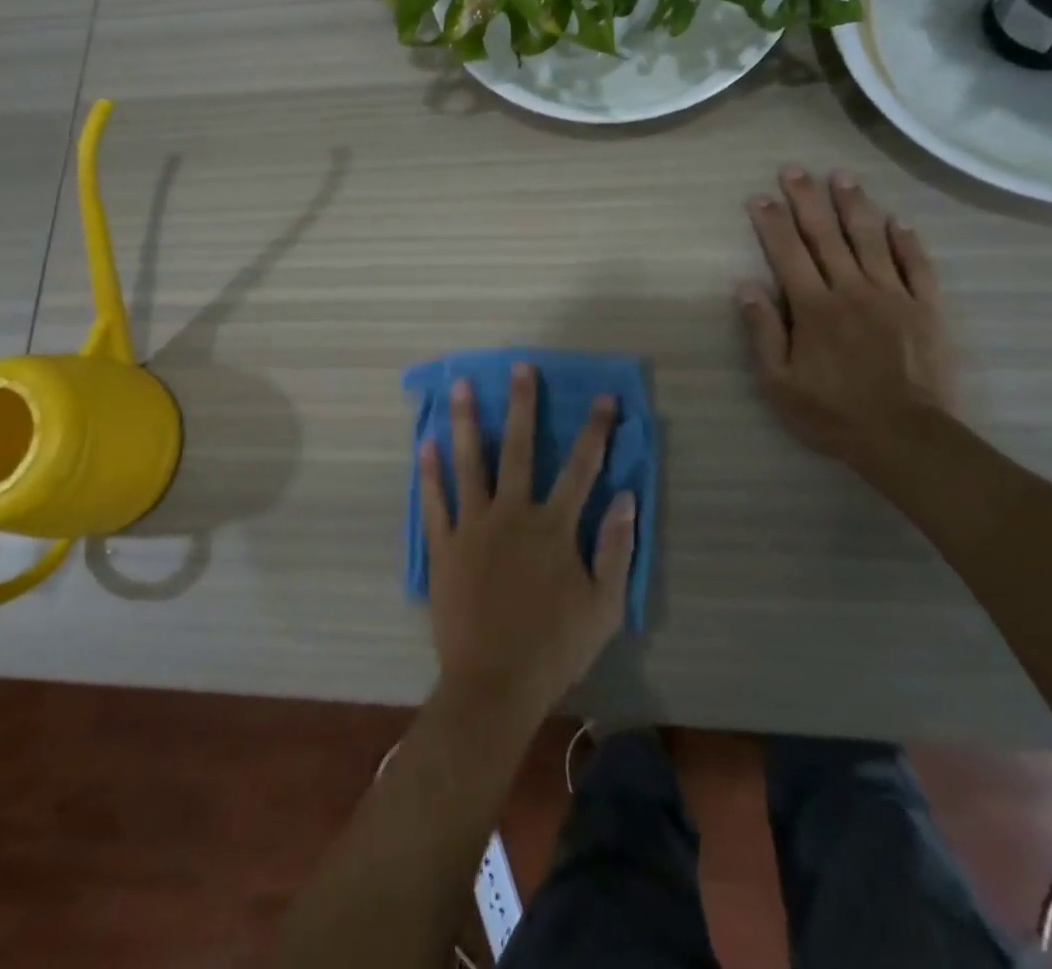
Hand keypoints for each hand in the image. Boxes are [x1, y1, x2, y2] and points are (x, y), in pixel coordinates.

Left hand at [421, 365, 635, 718]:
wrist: (493, 685)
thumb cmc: (555, 647)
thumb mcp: (604, 606)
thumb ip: (616, 549)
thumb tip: (627, 497)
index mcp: (554, 527)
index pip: (581, 467)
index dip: (595, 430)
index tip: (604, 397)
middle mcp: (512, 514)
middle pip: (518, 448)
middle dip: (522, 404)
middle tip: (519, 366)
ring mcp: (473, 527)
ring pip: (469, 463)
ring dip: (465, 421)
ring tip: (460, 384)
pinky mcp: (444, 546)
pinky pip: (434, 502)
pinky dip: (428, 473)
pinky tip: (424, 444)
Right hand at [738, 167, 954, 466]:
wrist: (904, 436)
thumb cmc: (832, 412)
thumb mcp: (779, 382)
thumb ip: (763, 331)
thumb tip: (745, 286)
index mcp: (813, 308)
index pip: (787, 253)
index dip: (771, 222)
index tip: (758, 196)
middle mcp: (851, 290)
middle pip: (826, 235)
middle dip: (806, 199)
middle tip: (794, 169)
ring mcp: (892, 296)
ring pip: (870, 240)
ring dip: (854, 205)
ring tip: (842, 176)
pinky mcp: (925, 308)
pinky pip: (917, 266)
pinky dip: (907, 241)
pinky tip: (898, 220)